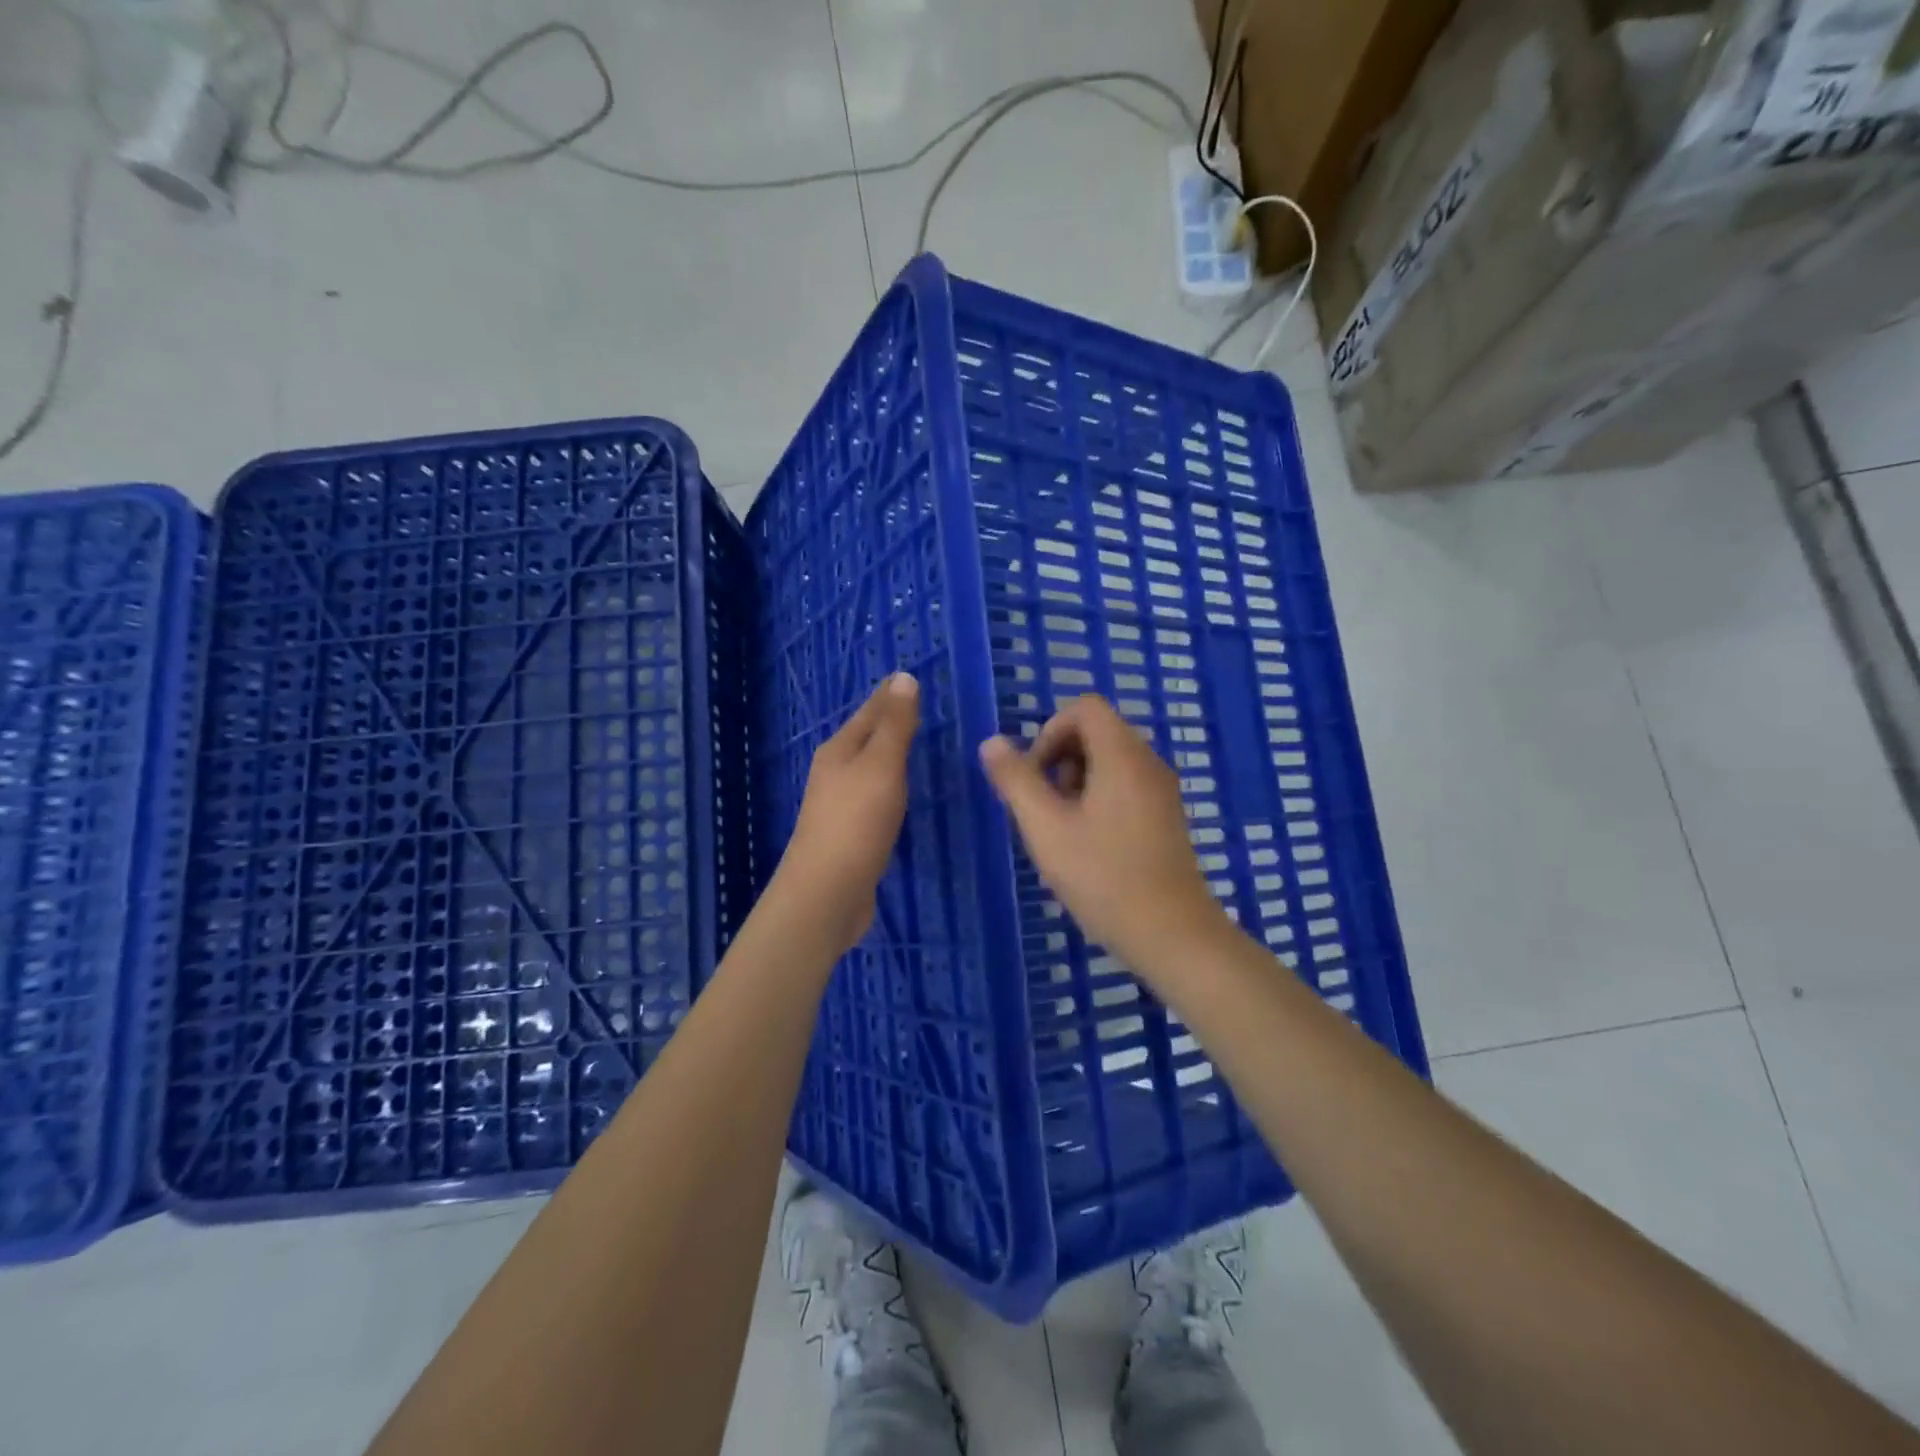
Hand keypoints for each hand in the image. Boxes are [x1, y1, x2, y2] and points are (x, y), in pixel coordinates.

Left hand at [769, 671, 919, 956]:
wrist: (827, 892)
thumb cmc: (856, 822)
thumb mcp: (881, 766)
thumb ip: (895, 725)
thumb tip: (903, 678)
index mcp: (839, 750)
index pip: (870, 710)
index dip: (891, 693)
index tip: (910, 676)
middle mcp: (835, 771)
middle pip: (866, 736)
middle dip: (889, 719)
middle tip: (918, 705)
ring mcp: (839, 803)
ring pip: (869, 766)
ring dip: (889, 752)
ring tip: (914, 741)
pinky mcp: (849, 832)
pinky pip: (874, 794)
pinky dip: (890, 783)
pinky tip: (901, 791)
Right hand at [979, 695, 1227, 972]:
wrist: (1171, 934)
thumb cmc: (1103, 876)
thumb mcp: (1046, 828)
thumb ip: (1016, 780)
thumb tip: (991, 742)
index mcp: (1123, 755)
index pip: (1085, 708)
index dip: (1050, 731)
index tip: (1036, 776)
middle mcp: (1148, 762)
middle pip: (1098, 731)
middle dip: (1060, 758)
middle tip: (1046, 807)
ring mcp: (1163, 790)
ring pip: (1111, 761)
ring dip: (1077, 781)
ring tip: (1065, 830)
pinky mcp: (1167, 817)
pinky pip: (1126, 785)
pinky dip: (1100, 798)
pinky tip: (1089, 845)